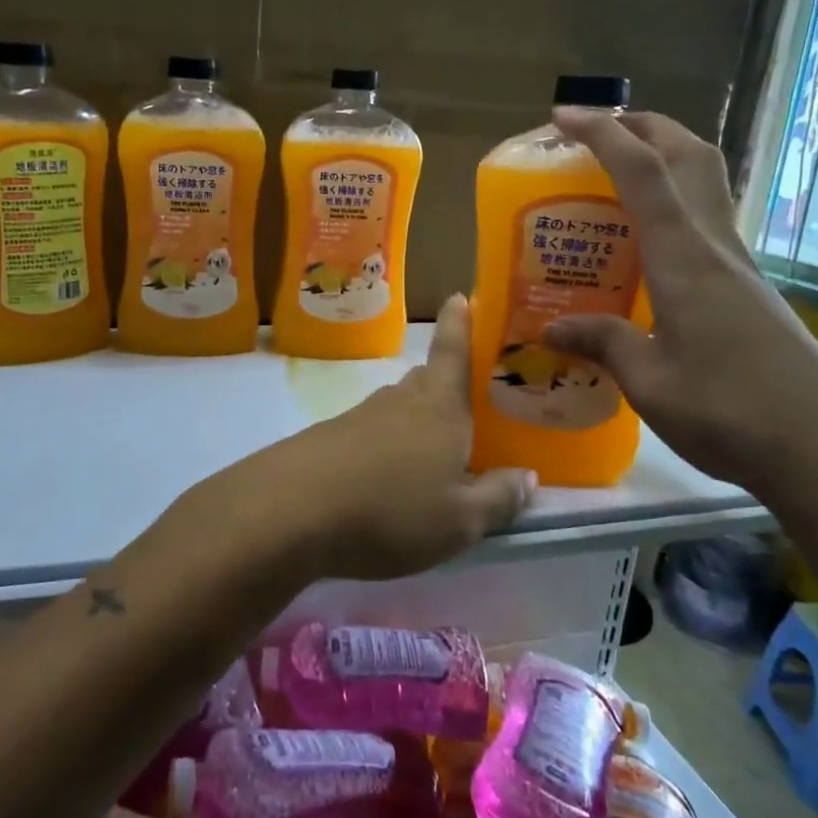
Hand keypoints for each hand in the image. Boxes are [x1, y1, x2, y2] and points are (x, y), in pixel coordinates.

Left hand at [194, 293, 536, 580]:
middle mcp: (399, 401)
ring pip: (396, 408)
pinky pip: (367, 432)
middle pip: (425, 380)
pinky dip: (382, 446)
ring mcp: (357, 416)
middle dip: (443, 384)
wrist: (289, 512)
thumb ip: (498, 499)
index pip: (453, 353)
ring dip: (413, 420)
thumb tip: (528, 476)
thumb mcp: (459, 522)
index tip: (460, 296)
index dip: (460, 324)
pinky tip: (381, 478)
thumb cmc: (391, 511)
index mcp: (439, 408)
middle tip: (463, 403)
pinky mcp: (326, 438)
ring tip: (428, 452)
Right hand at [542, 109, 817, 492]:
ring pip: (706, 183)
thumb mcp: (648, 383)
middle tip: (596, 131)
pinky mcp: (749, 289)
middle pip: (689, 156)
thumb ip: (602, 343)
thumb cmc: (729, 414)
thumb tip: (553, 328)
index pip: (641, 173)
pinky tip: (648, 244)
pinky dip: (675, 203)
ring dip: (665, 158)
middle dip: (644, 126)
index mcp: (684, 259)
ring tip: (617, 175)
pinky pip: (708, 222)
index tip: (563, 117)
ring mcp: (739, 266)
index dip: (602, 134)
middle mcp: (716, 247)